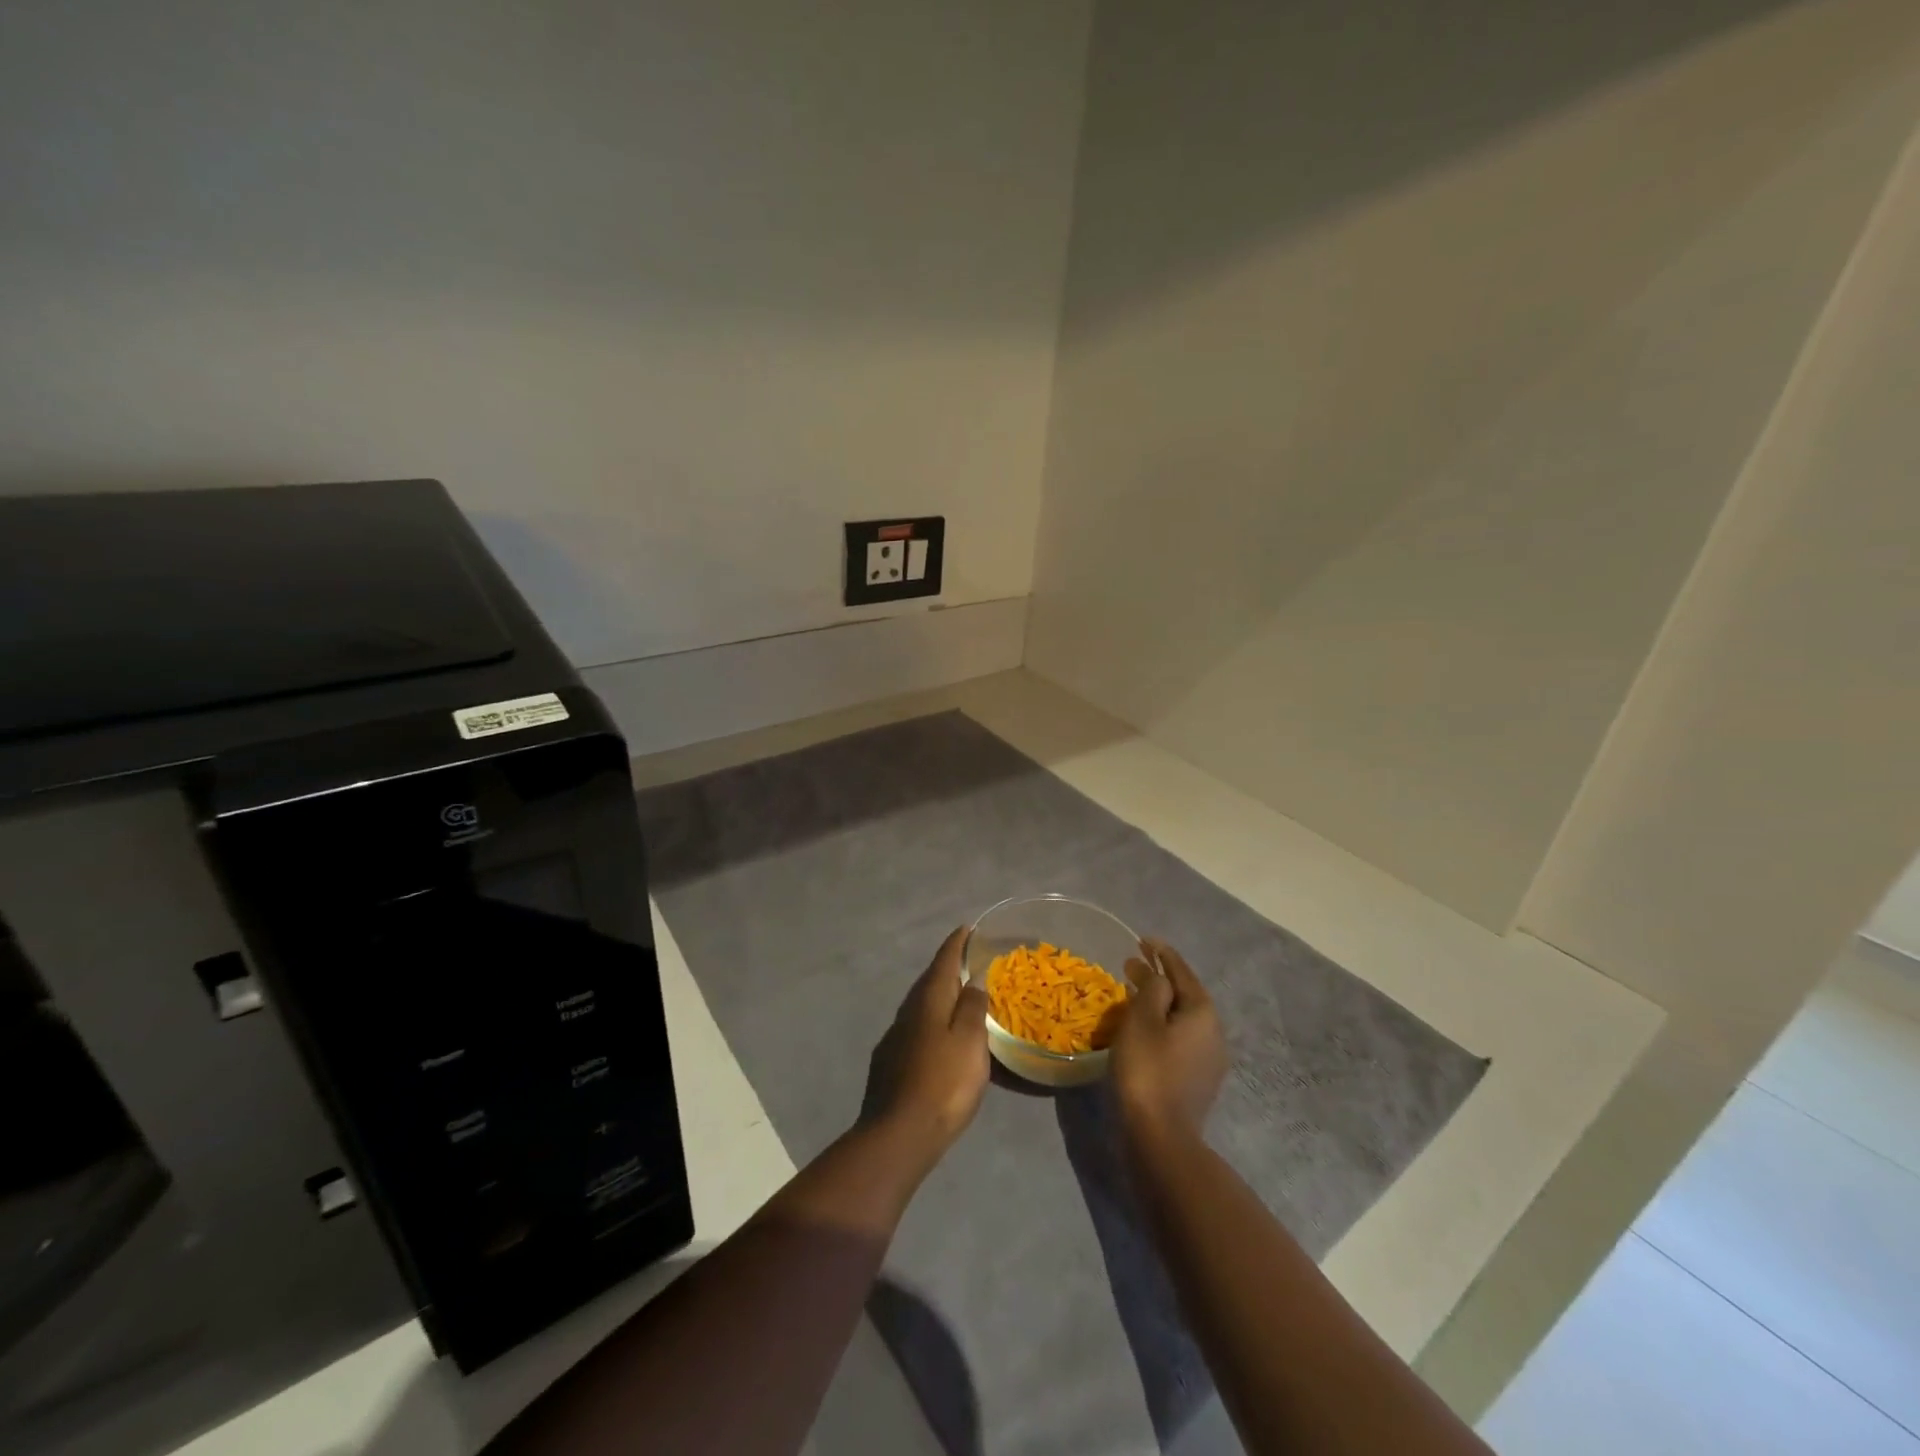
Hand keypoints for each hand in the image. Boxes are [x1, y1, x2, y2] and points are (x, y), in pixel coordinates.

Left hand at [865, 926, 990, 1154]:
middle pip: (929, 981)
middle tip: (968, 962)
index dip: (956, 944)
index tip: (967, 929)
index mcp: (928, 1000)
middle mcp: (907, 1012)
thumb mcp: (970, 1042)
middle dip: (947, 969)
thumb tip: (972, 979)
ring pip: (920, 1006)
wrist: (899, 1134)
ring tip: (958, 998)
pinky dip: (931, 1023)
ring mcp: (895, 1038)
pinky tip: (939, 1038)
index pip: (943, 961)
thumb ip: (972, 1008)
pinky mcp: (889, 1063)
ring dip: (938, 997)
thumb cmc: (944, 1084)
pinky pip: (915, 1029)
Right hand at [1111, 938, 1227, 1143]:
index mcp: (1202, 1012)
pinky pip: (1180, 1039)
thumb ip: (1152, 990)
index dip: (1161, 953)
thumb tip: (1159, 977)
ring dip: (1160, 1003)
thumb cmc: (1148, 1070)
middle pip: (1185, 994)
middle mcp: (1214, 1032)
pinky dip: (1163, 1026)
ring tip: (1135, 995)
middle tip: (1132, 966)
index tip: (1143, 939)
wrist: (1161, 1138)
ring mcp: (1210, 1060)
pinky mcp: (1199, 1081)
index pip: (1181, 971)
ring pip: (1183, 1018)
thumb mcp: (1143, 1020)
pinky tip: (1145, 1031)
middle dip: (1160, 978)